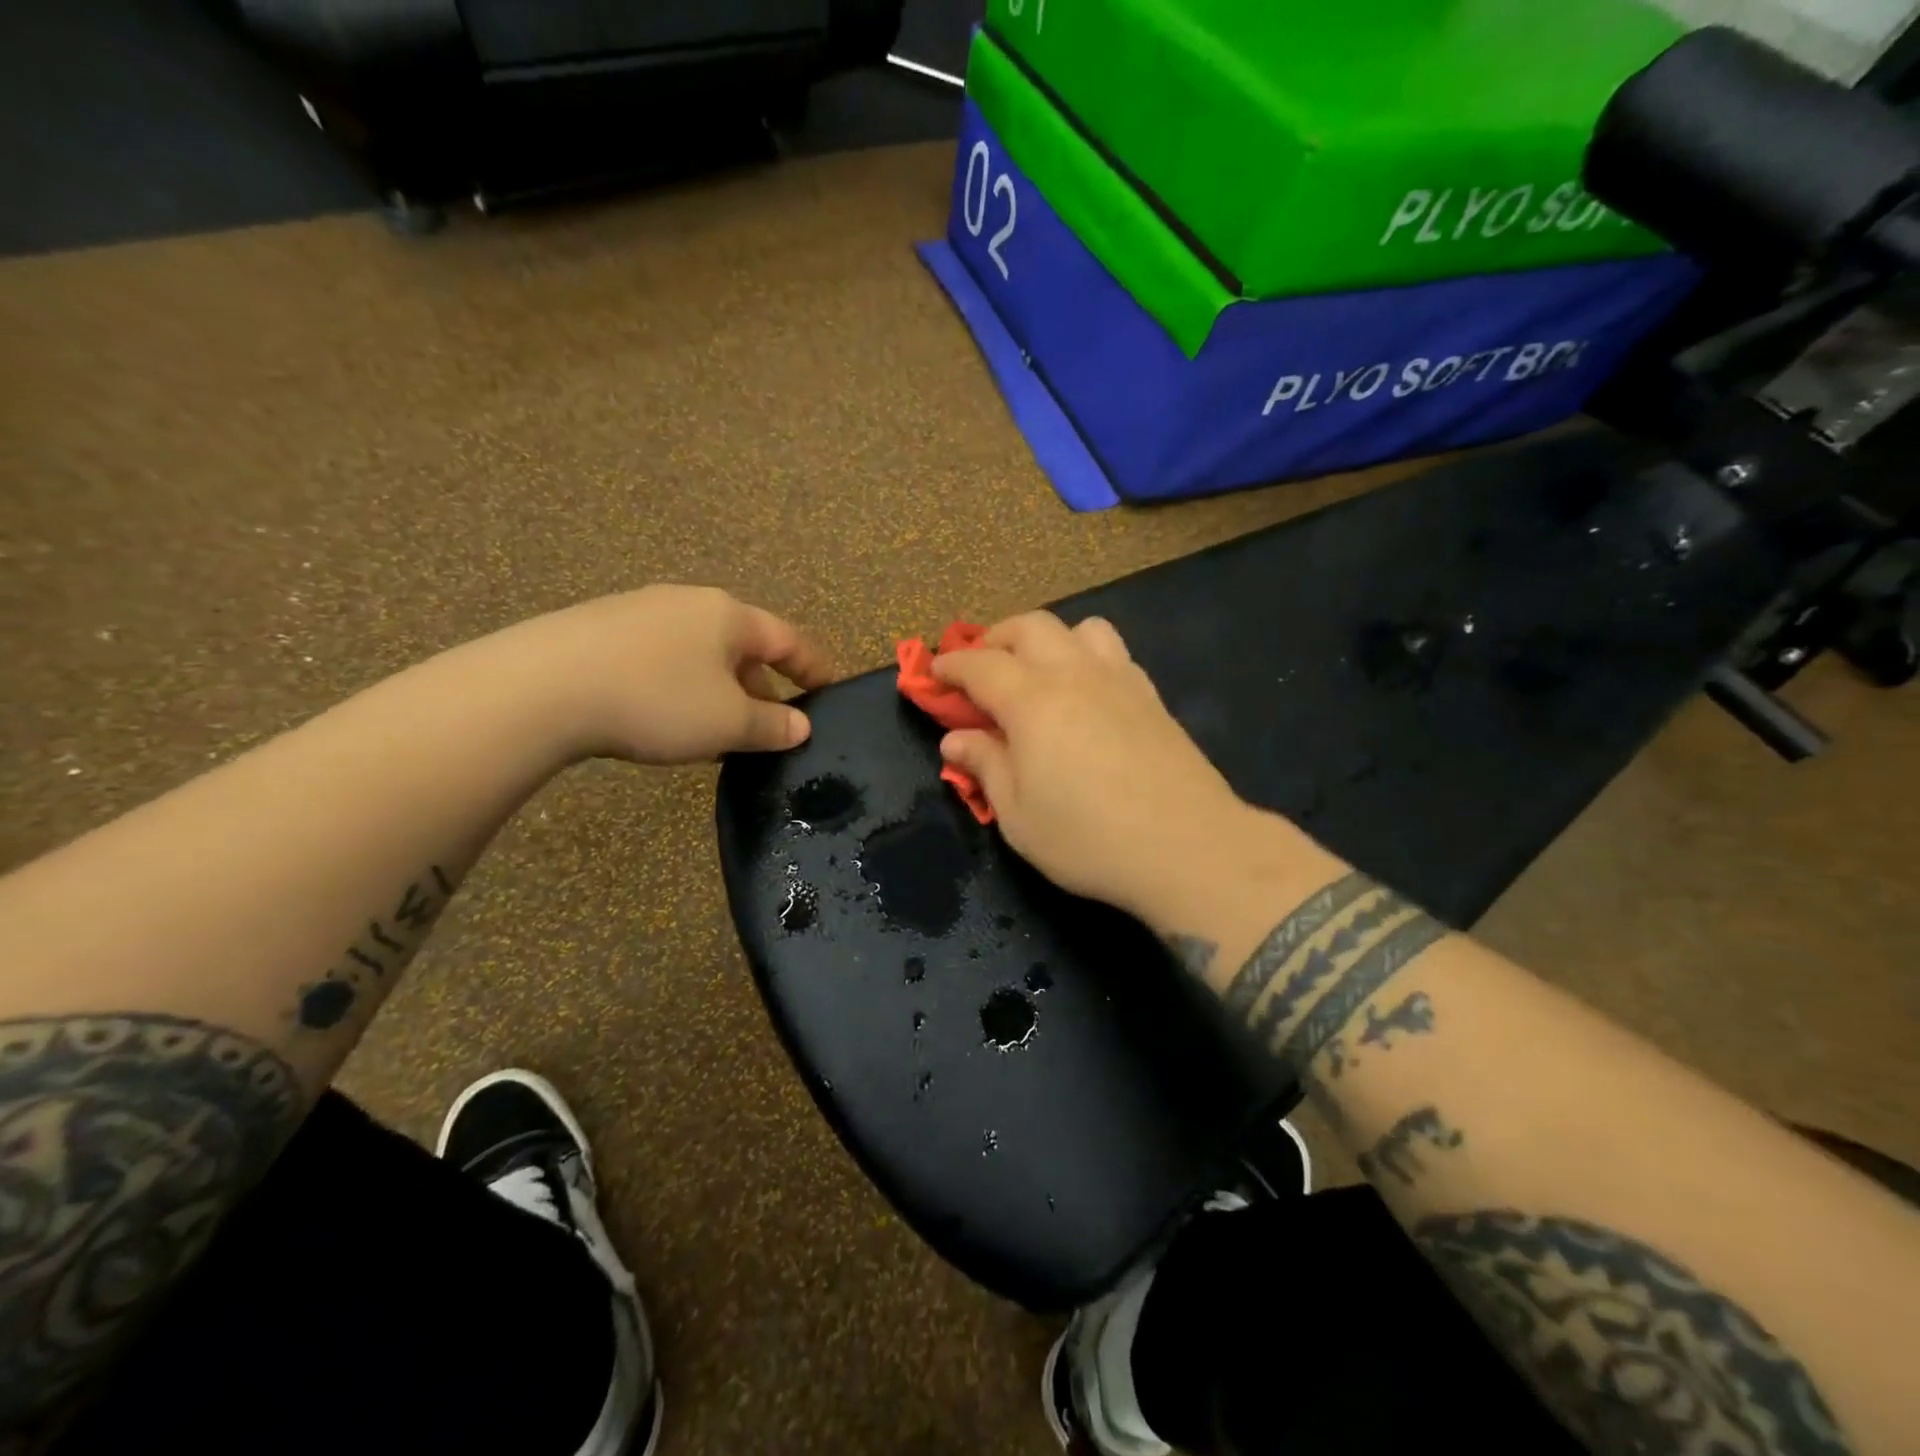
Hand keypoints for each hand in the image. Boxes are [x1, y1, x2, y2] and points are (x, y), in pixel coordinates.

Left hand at [502, 586, 831, 764]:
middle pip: (744, 645)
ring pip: (700, 653)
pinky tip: (665, 718)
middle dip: (762, 686)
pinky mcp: (601, 629)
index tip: (832, 690)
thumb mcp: (727, 722)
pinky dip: (680, 687)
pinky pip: (661, 658)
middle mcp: (690, 603)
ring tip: (718, 730)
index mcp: (730, 616)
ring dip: (719, 690)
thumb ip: (771, 725)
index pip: (789, 640)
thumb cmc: (658, 700)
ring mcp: (641, 611)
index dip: (815, 668)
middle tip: (770, 726)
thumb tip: (801, 726)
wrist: (543, 688)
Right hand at [934, 613, 1283, 921]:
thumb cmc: (1088, 839)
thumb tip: (954, 739)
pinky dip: (1086, 656)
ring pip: (1080, 628)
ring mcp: (1120, 680)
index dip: (952, 664)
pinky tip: (1086, 693)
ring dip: (1048, 639)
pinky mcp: (1152, 697)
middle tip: (981, 668)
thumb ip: (985, 767)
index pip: (981, 665)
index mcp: (1032, 701)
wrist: (1188, 848)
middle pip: (1030, 627)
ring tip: (1037, 671)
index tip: (934, 673)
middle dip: (996, 638)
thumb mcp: (1018, 815)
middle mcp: (1075, 675)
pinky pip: (1113, 653)